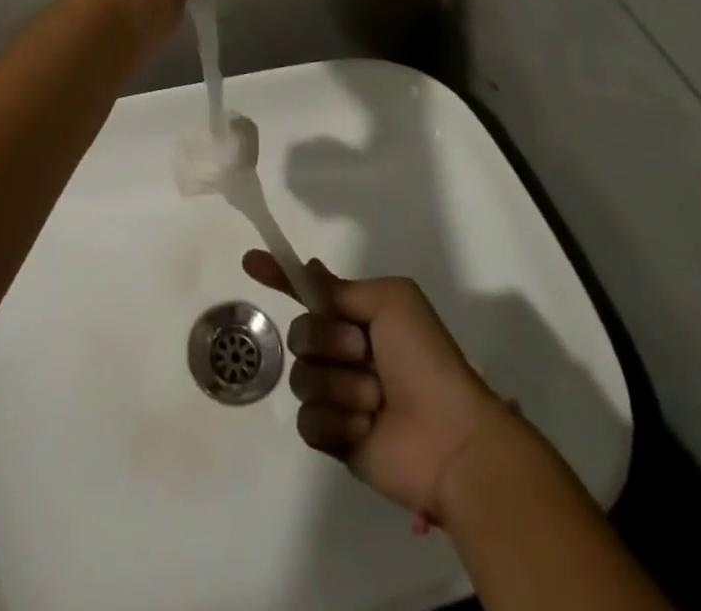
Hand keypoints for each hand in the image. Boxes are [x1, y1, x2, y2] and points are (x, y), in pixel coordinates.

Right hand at [244, 251, 524, 525]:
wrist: (451, 438)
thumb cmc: (425, 359)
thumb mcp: (391, 302)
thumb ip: (343, 289)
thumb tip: (310, 269)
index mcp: (356, 320)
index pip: (307, 294)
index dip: (278, 276)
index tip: (249, 261)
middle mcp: (342, 354)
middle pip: (300, 334)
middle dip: (328, 342)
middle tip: (363, 353)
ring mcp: (335, 397)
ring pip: (302, 378)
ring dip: (340, 386)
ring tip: (375, 400)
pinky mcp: (333, 439)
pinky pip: (307, 422)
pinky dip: (336, 422)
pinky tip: (365, 428)